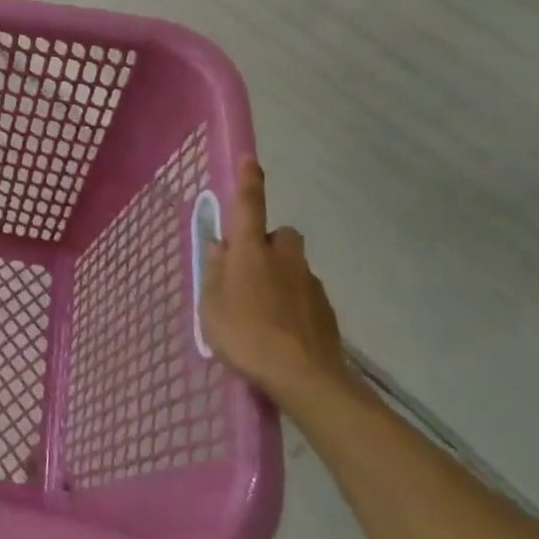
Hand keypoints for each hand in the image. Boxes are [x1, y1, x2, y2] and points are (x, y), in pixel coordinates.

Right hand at [200, 159, 354, 416]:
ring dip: (281, 276)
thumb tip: (220, 248)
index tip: (250, 159)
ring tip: (264, 312)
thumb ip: (214, 273)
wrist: (307, 379)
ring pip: (293, 266)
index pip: (249, 205)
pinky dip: (294, 303)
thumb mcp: (211, 306)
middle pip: (280, 236)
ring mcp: (309, 282)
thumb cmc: (247, 336)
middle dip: (267, 245)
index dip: (248, 181)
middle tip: (249, 272)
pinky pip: (305, 294)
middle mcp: (284, 257)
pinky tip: (283, 331)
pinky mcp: (327, 310)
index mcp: (251, 250)